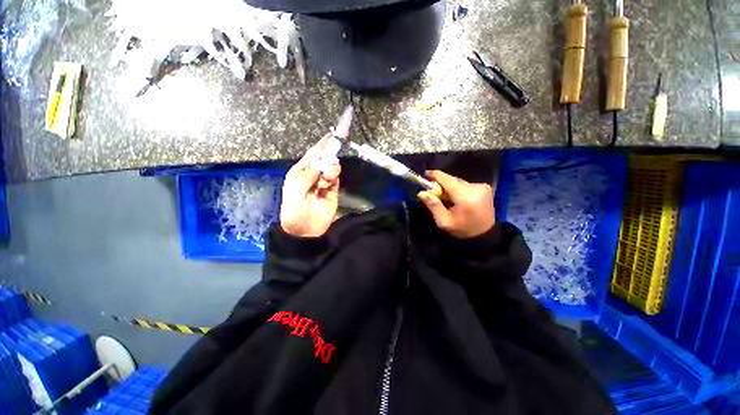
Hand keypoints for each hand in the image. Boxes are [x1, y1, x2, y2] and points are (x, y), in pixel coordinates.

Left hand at [280, 134, 341, 237]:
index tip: (332, 134)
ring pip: (331, 167)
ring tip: (327, 178)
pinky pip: (335, 178)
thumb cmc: (294, 209)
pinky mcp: (332, 190)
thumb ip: (309, 175)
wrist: (304, 230)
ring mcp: (323, 182)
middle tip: (335, 150)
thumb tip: (321, 162)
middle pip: (324, 159)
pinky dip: (334, 177)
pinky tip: (329, 182)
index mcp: (300, 171)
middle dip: (329, 155)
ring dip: (331, 168)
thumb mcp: (296, 190)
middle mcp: (312, 174)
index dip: (322, 144)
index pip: (313, 154)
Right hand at [417, 170, 494, 238]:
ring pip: (459, 182)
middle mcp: (476, 188)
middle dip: (442, 185)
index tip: (425, 174)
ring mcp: (482, 187)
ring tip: (446, 199)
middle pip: (453, 180)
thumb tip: (421, 192)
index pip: (448, 180)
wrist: (485, 234)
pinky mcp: (485, 188)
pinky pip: (465, 184)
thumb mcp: (444, 222)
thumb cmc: (463, 229)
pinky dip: (458, 189)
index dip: (435, 175)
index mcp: (465, 197)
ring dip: (450, 187)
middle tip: (434, 193)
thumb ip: (433, 205)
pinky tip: (457, 199)